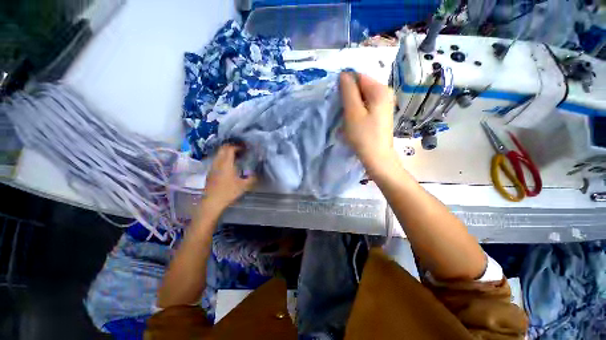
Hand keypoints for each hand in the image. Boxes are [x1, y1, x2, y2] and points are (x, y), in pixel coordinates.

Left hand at [203, 145, 255, 211]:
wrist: (212, 202)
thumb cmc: (228, 192)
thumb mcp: (243, 186)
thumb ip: (252, 178)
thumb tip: (257, 173)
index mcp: (226, 164)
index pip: (230, 149)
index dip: (237, 146)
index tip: (244, 148)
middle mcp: (218, 163)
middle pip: (222, 149)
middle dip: (231, 147)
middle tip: (240, 150)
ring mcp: (212, 167)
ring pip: (219, 154)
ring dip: (227, 152)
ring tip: (236, 157)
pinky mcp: (210, 172)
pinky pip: (217, 160)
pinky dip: (223, 158)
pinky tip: (229, 165)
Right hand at [339, 72, 396, 172]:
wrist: (377, 157)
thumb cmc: (363, 135)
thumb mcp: (353, 112)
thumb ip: (348, 91)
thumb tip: (344, 74)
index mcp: (380, 89)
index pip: (358, 76)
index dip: (346, 85)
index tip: (338, 100)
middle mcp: (386, 93)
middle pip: (362, 86)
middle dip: (349, 96)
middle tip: (342, 111)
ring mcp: (385, 104)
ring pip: (363, 97)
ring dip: (352, 105)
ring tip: (347, 117)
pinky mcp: (381, 114)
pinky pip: (367, 106)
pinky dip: (358, 110)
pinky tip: (355, 121)